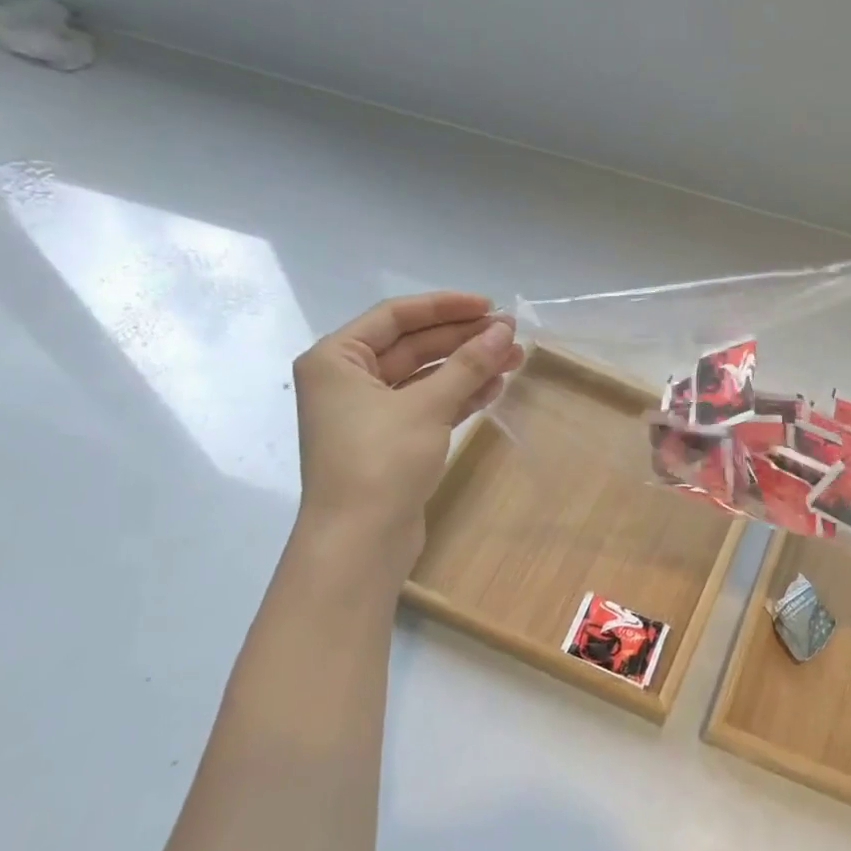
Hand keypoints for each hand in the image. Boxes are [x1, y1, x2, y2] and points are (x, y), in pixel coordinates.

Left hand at [292, 293, 522, 549]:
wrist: (359, 543)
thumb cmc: (380, 462)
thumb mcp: (427, 406)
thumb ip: (468, 363)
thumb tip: (505, 330)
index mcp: (336, 359)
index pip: (395, 316)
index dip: (445, 306)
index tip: (490, 306)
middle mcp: (347, 380)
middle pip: (413, 345)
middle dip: (463, 340)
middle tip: (511, 335)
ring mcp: (368, 412)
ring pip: (425, 376)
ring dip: (468, 367)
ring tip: (514, 361)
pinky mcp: (390, 440)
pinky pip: (427, 404)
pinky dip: (458, 395)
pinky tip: (494, 389)